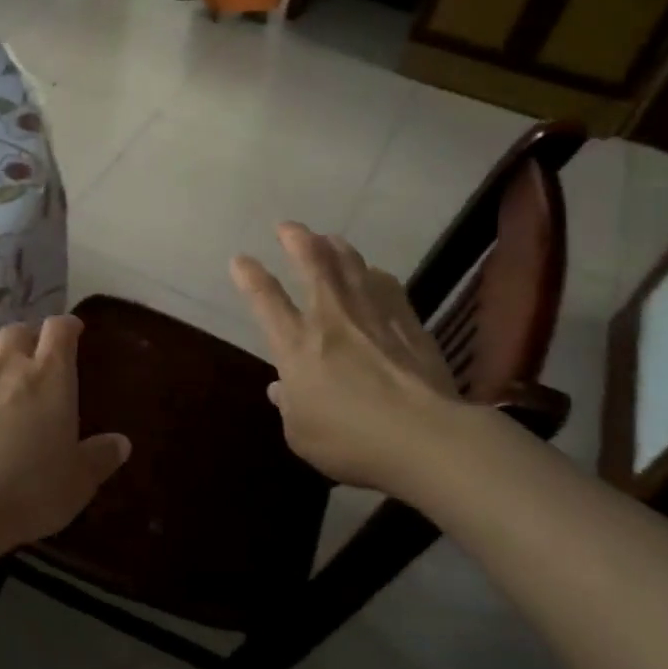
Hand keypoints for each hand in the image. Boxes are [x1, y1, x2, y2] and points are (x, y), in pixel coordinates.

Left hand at [0, 316, 129, 548]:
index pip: (59, 329)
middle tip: (33, 356)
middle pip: (17, 330)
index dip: (66, 326)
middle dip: (27, 338)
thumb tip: (121, 443)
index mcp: (50, 375)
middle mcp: (9, 364)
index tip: (73, 332)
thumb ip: (100, 457)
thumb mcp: (79, 480)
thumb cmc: (32, 489)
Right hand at [231, 223, 466, 496]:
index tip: (240, 259)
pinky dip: (375, 275)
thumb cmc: (352, 442)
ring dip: (336, 248)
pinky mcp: (407, 324)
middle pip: (313, 265)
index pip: (265, 299)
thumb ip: (289, 406)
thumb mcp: (301, 434)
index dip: (250, 276)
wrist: (427, 439)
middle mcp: (331, 319)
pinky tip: (375, 273)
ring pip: (351, 267)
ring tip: (328, 237)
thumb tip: (281, 388)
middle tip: (288, 226)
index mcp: (296, 345)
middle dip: (297, 240)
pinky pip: (388, 287)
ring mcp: (372, 317)